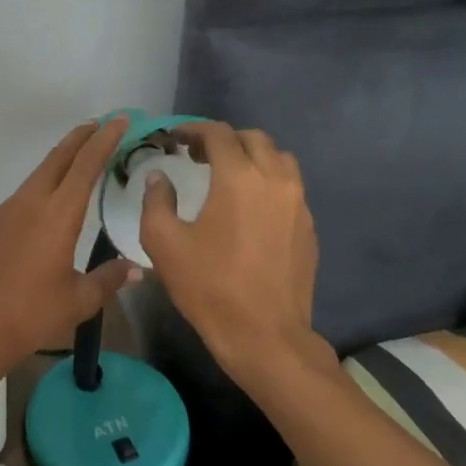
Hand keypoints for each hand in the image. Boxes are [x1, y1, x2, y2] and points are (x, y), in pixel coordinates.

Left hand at [0, 117, 140, 378]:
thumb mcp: (78, 301)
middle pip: (59, 158)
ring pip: (39, 174)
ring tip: (79, 156)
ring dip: (60, 160)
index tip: (119, 120)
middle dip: (81, 138)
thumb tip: (135, 269)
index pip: (86, 166)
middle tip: (100, 124)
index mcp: (58, 215)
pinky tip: (49, 199)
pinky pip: (24, 193)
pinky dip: (43, 184)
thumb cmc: (30, 316)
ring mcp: (7, 211)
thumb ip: (108, 279)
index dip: (104, 141)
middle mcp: (31, 203)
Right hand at [140, 120, 321, 377]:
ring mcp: (298, 203)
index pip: (218, 134)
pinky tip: (249, 207)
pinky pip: (290, 187)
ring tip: (228, 175)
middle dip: (224, 140)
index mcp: (239, 177)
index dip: (193, 130)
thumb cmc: (210, 286)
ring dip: (251, 156)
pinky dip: (268, 181)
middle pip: (253, 139)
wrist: (265, 336)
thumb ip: (156, 201)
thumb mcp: (164, 243)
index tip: (175, 138)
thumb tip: (159, 178)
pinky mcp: (309, 226)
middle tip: (197, 157)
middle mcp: (275, 180)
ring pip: (278, 159)